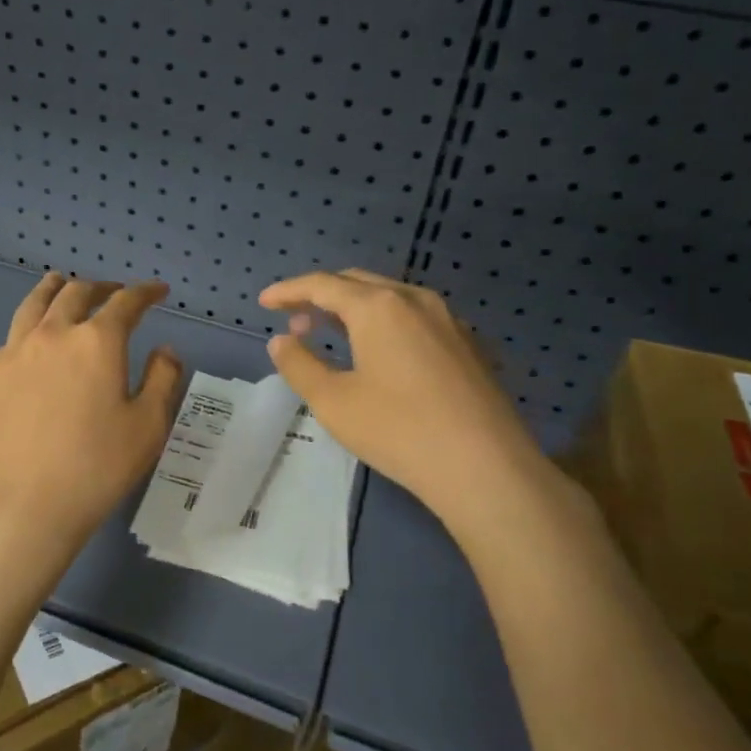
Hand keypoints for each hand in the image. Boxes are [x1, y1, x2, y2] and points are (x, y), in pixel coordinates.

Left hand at [0, 274, 184, 601]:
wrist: (21, 506)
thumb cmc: (95, 468)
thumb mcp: (147, 427)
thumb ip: (163, 379)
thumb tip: (164, 349)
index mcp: (97, 341)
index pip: (126, 302)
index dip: (145, 292)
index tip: (158, 292)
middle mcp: (54, 334)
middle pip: (77, 293)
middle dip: (102, 287)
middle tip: (115, 292)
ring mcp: (16, 353)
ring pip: (35, 304)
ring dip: (55, 289)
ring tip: (62, 282)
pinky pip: (14, 334)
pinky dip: (31, 322)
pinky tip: (33, 335)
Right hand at [258, 269, 577, 545]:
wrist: (485, 467)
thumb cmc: (398, 430)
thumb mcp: (333, 401)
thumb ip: (299, 364)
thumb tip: (281, 341)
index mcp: (378, 306)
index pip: (322, 284)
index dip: (289, 290)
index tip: (265, 302)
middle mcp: (414, 299)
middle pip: (357, 283)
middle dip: (321, 296)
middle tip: (295, 321)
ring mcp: (448, 320)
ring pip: (389, 298)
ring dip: (354, 308)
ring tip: (331, 334)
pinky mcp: (467, 344)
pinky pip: (414, 317)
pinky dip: (384, 322)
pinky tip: (380, 353)